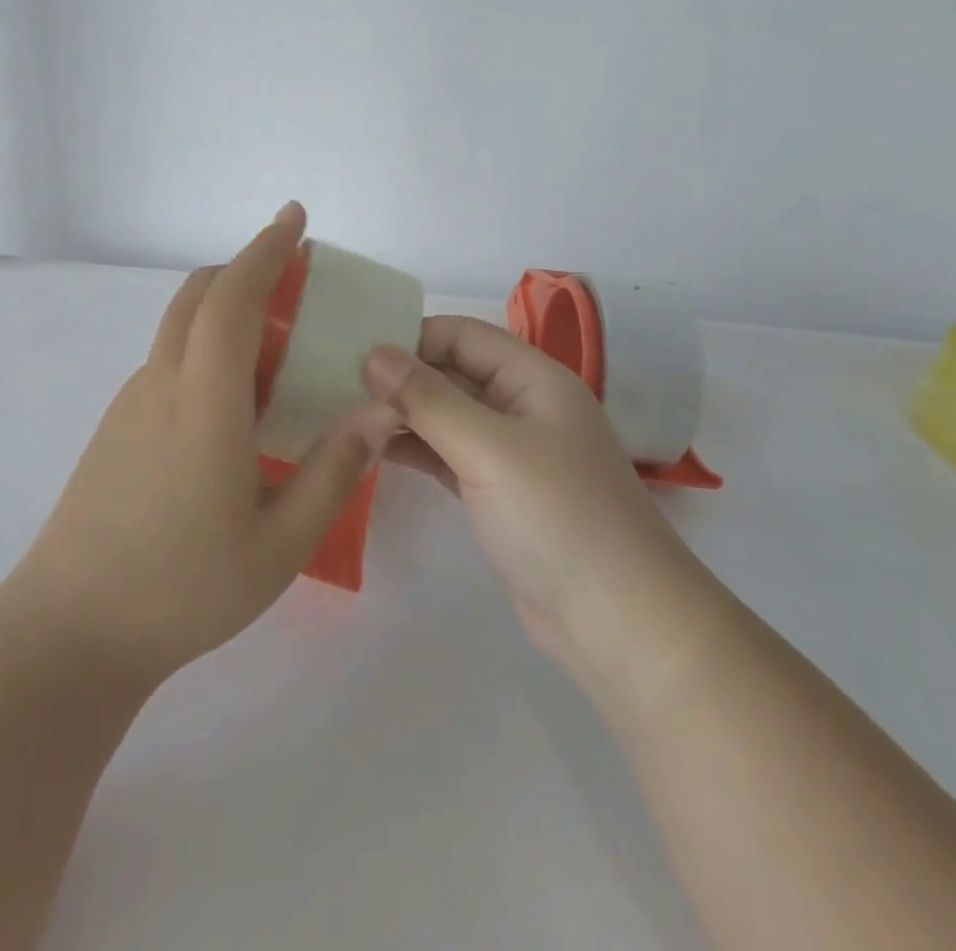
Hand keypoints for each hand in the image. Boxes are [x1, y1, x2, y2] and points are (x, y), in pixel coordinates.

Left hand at [6, 203, 398, 691]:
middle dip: (247, 269)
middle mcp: (162, 386)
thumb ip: (333, 470)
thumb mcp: (280, 542)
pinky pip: (170, 362)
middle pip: (198, 296)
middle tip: (297, 278)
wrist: (67, 635)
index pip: (233, 298)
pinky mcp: (117, 429)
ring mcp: (131, 406)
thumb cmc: (182, 589)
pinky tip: (238, 403)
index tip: (295, 220)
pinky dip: (209, 348)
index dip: (266, 251)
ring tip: (281, 348)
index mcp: (203, 402)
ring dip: (228, 311)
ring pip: (181, 328)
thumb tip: (379, 411)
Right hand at [363, 319, 709, 688]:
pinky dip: (414, 450)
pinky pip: (448, 455)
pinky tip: (372, 452)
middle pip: (452, 372)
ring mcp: (510, 451)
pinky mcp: (497, 492)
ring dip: (402, 415)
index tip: (354, 352)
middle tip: (336, 386)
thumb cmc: (558, 517)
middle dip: (400, 377)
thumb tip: (373, 353)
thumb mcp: (489, 449)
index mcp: (533, 378)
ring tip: (344, 417)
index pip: (462, 334)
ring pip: (446, 416)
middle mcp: (522, 405)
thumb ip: (429, 399)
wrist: (619, 622)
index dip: (411, 337)